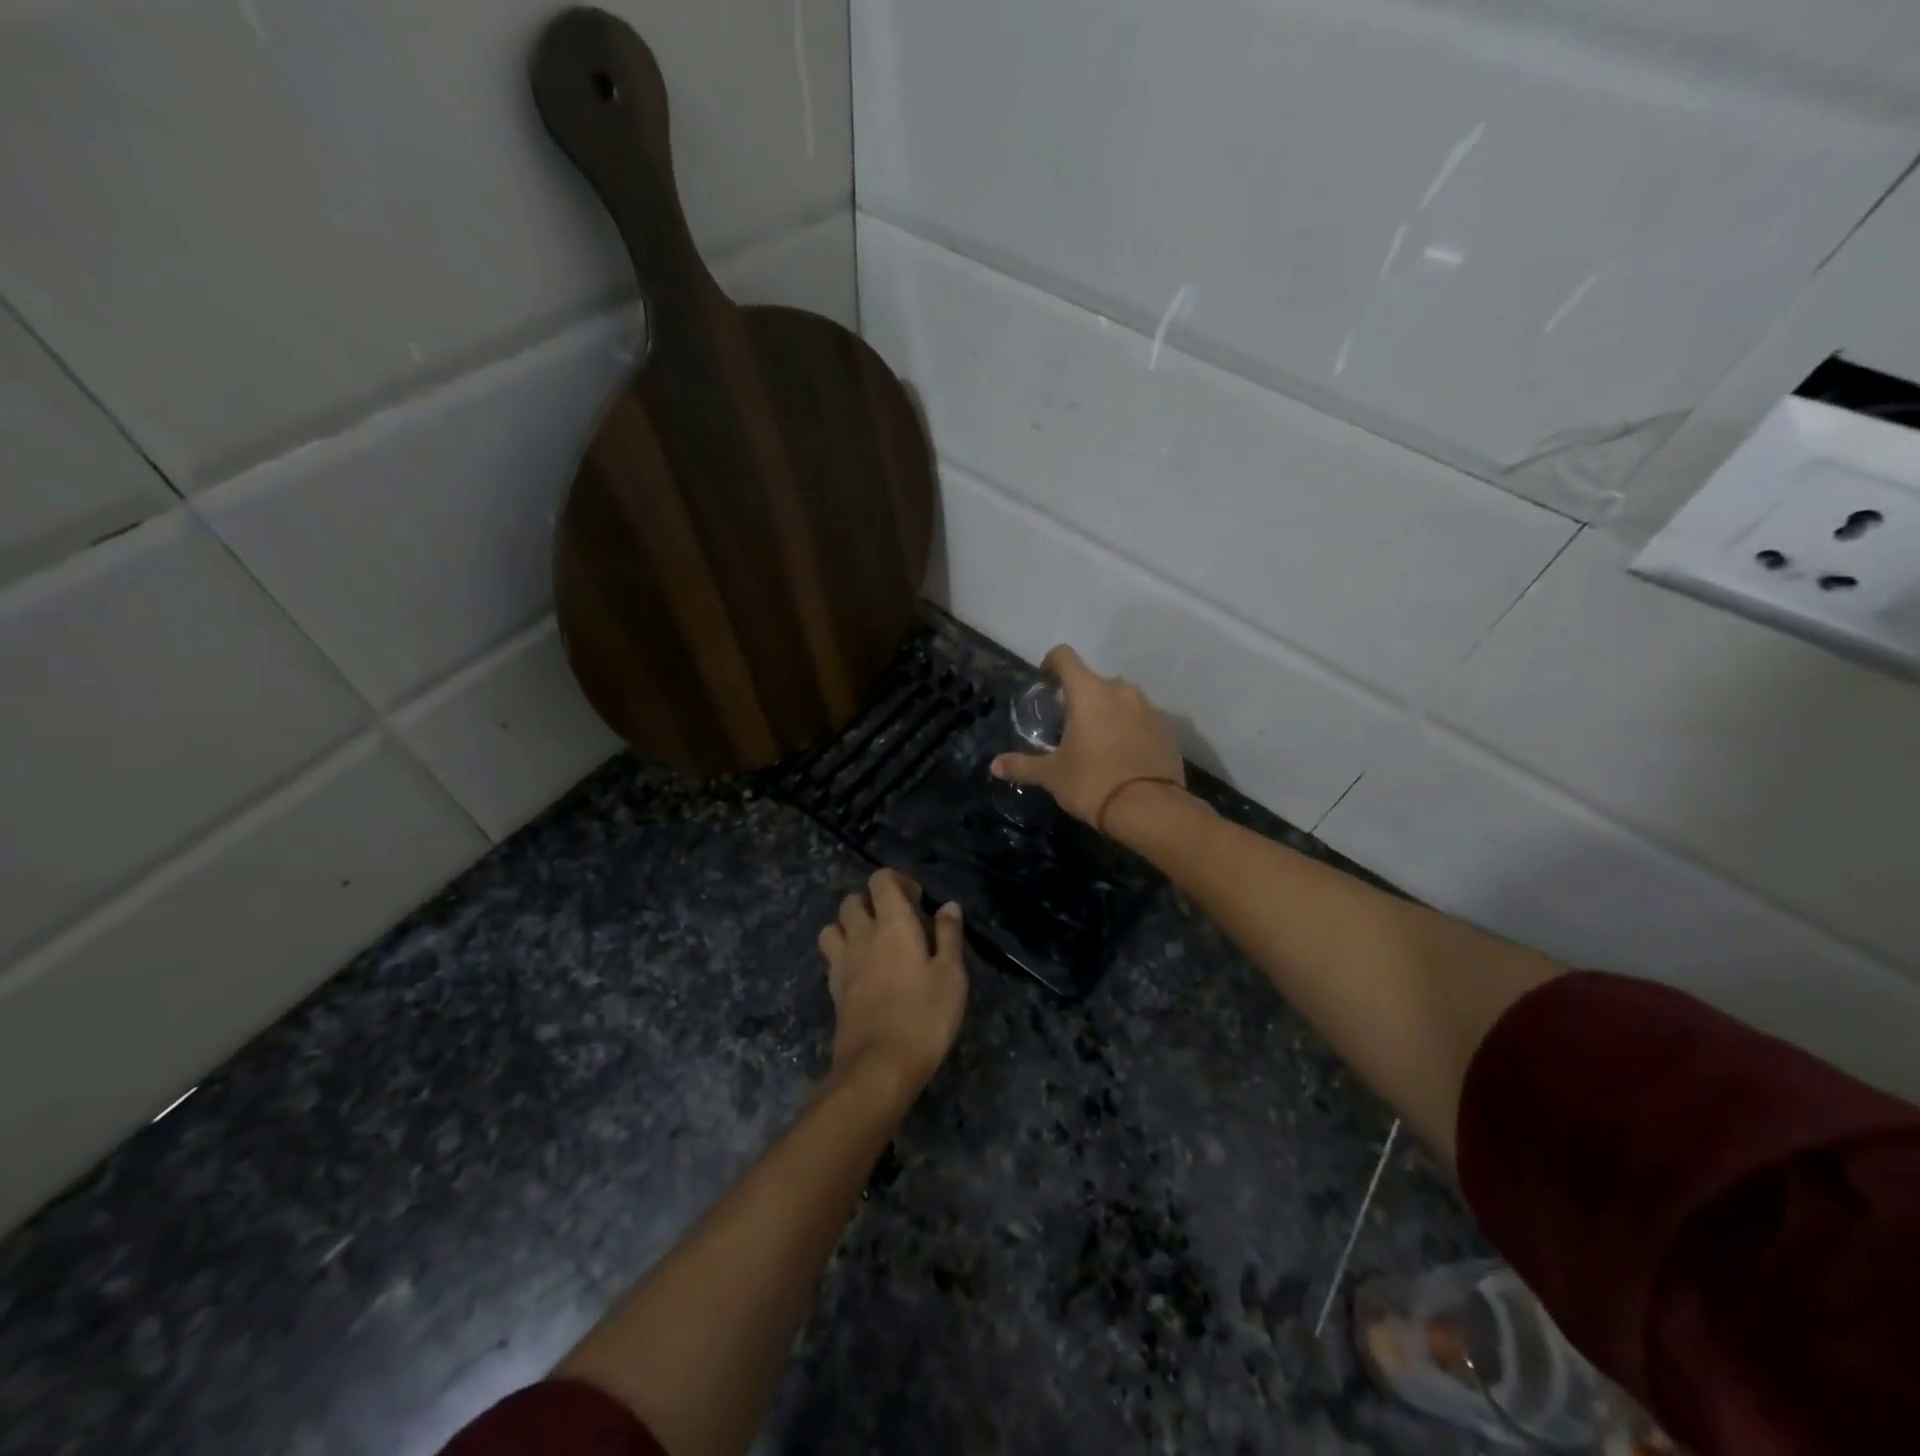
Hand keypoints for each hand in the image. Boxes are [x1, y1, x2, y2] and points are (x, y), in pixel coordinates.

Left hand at [817, 869, 967, 1095]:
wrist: (879, 1067)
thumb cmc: (924, 1017)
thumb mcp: (951, 975)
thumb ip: (949, 936)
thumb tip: (947, 906)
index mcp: (892, 925)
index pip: (881, 880)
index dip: (897, 882)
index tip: (918, 902)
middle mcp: (861, 936)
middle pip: (852, 901)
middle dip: (872, 903)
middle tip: (898, 924)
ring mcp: (843, 964)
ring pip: (833, 927)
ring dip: (850, 928)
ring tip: (874, 945)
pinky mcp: (834, 990)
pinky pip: (832, 958)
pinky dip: (845, 955)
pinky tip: (865, 973)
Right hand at [990, 645, 1185, 829]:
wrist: (1150, 809)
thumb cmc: (1093, 783)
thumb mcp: (1052, 776)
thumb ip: (1023, 765)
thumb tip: (994, 766)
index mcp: (1089, 693)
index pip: (1065, 657)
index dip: (1051, 664)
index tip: (1045, 683)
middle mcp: (1121, 691)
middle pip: (1094, 681)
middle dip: (1080, 697)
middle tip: (1068, 725)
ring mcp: (1149, 709)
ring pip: (1121, 700)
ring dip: (1107, 712)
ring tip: (1097, 742)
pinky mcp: (1168, 730)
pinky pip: (1142, 720)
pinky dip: (1130, 729)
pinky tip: (1123, 756)